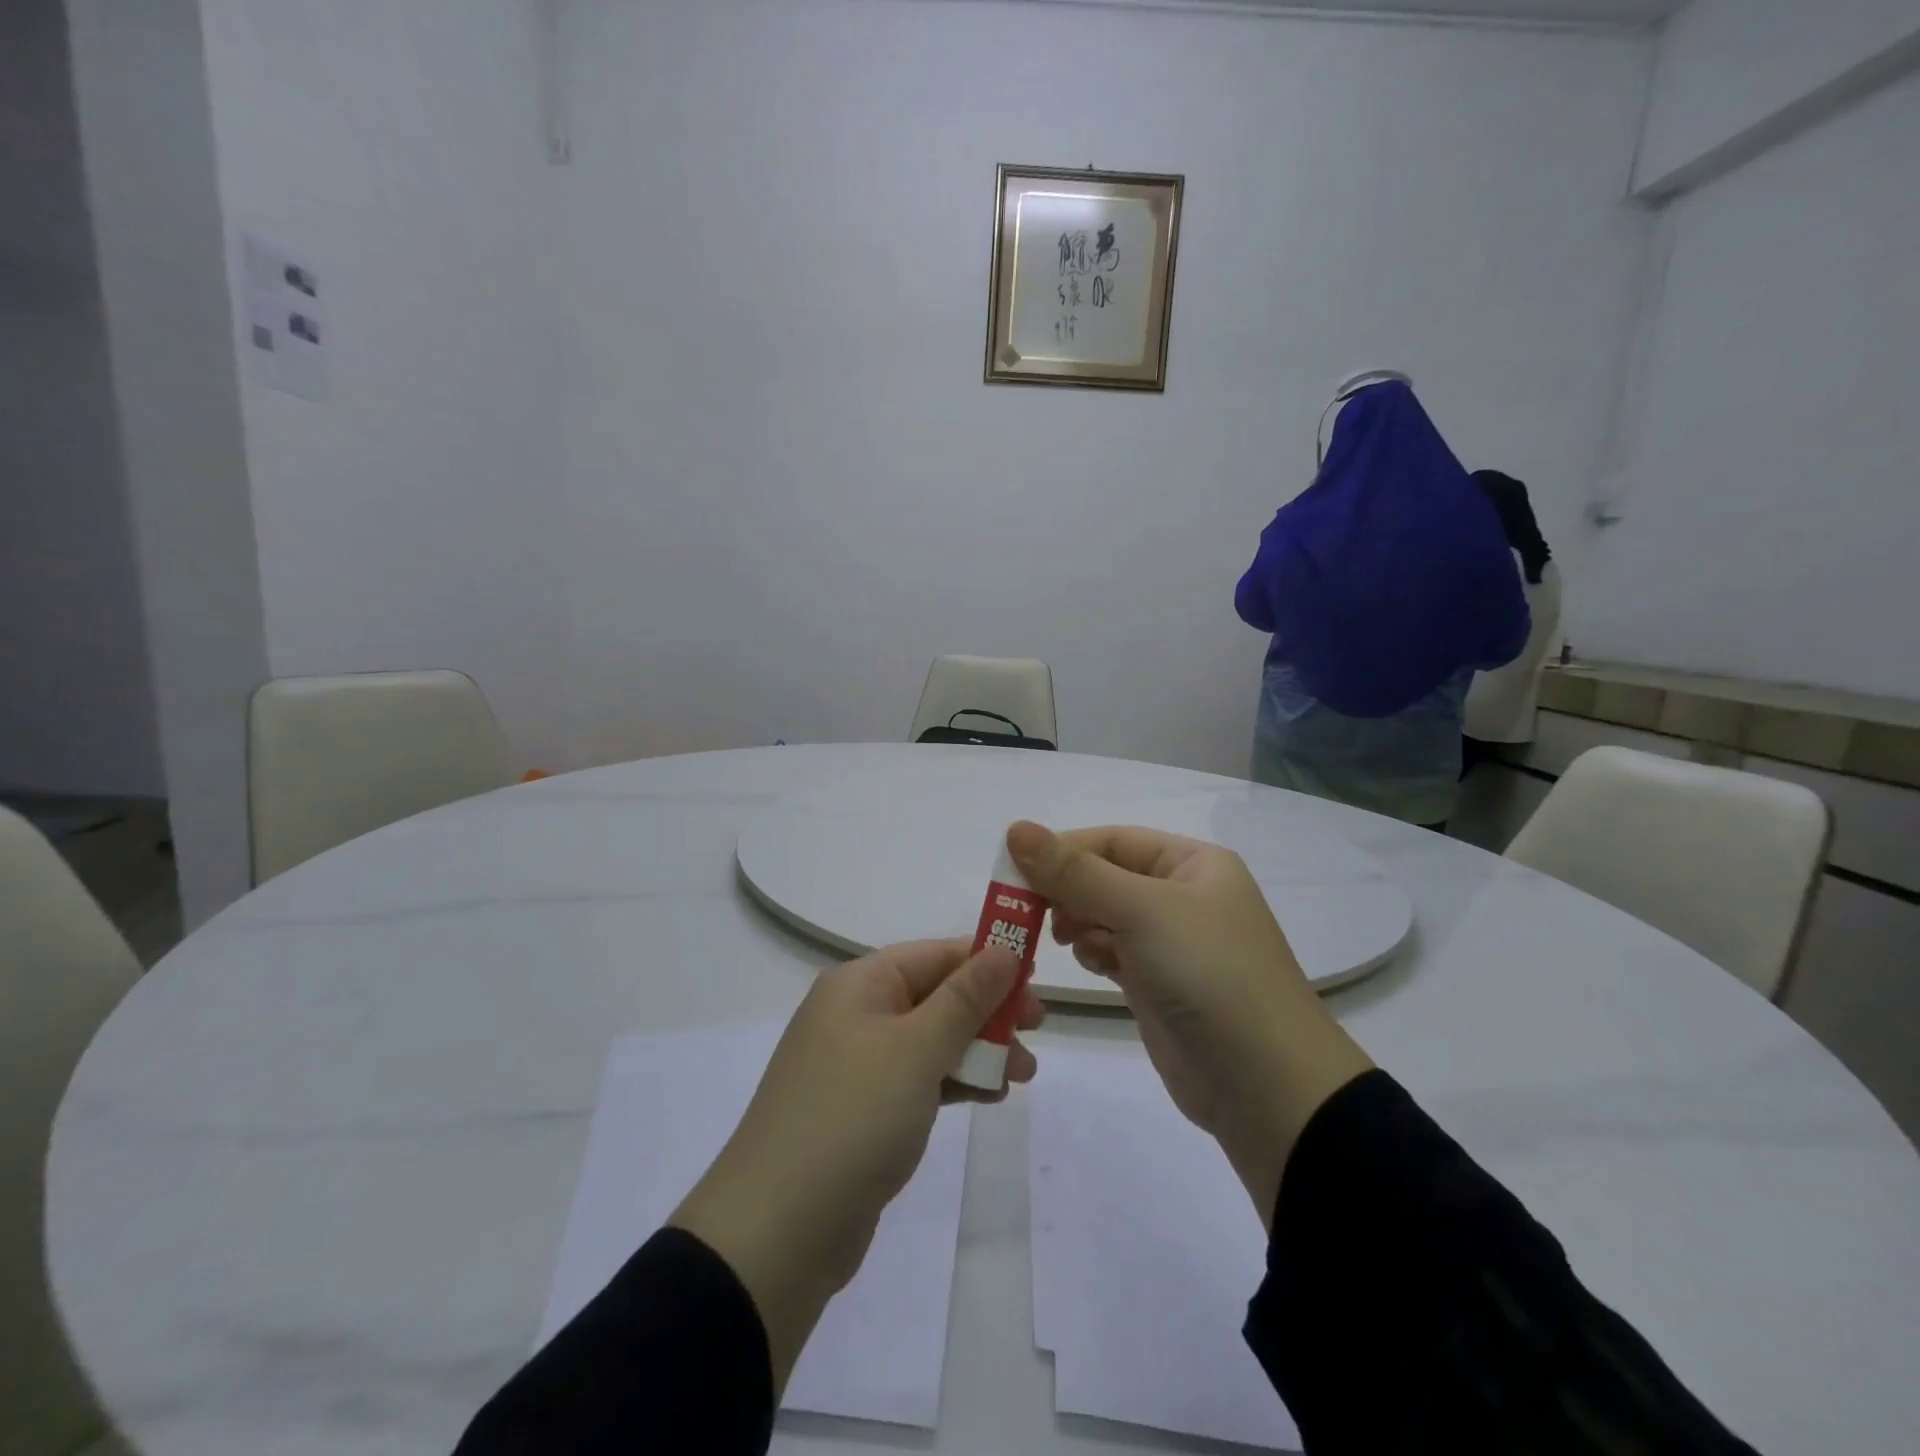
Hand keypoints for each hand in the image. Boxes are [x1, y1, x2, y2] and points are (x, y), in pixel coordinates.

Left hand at [671, 939, 1042, 1386]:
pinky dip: (954, 1081)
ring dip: (978, 1050)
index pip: (935, 954)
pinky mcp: (863, 1110)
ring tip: (1023, 1074)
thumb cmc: (853, 1117)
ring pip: (931, 1040)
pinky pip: (918, 1079)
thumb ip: (965, 998)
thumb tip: (1003, 948)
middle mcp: (856, 1014)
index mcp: (860, 985)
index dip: (987, 959)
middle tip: (1037, 1028)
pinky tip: (989, 1096)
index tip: (1036, 977)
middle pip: (935, 995)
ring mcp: (857, 1065)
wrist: (777, 1232)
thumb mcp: (917, 1049)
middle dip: (988, 1011)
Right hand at [1006, 821, 1371, 1224]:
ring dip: (1076, 921)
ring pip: (1104, 915)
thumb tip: (1015, 828)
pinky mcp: (1157, 984)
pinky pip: (1111, 952)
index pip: (1112, 840)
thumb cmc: (1208, 974)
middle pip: (1104, 876)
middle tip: (1028, 912)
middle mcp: (1182, 896)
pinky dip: (1092, 951)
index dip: (1063, 849)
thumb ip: (1075, 872)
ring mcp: (1170, 942)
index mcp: (1192, 863)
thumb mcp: (1142, 910)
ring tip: (1061, 939)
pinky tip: (1088, 963)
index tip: (1014, 870)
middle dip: (1066, 890)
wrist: (1265, 1085)